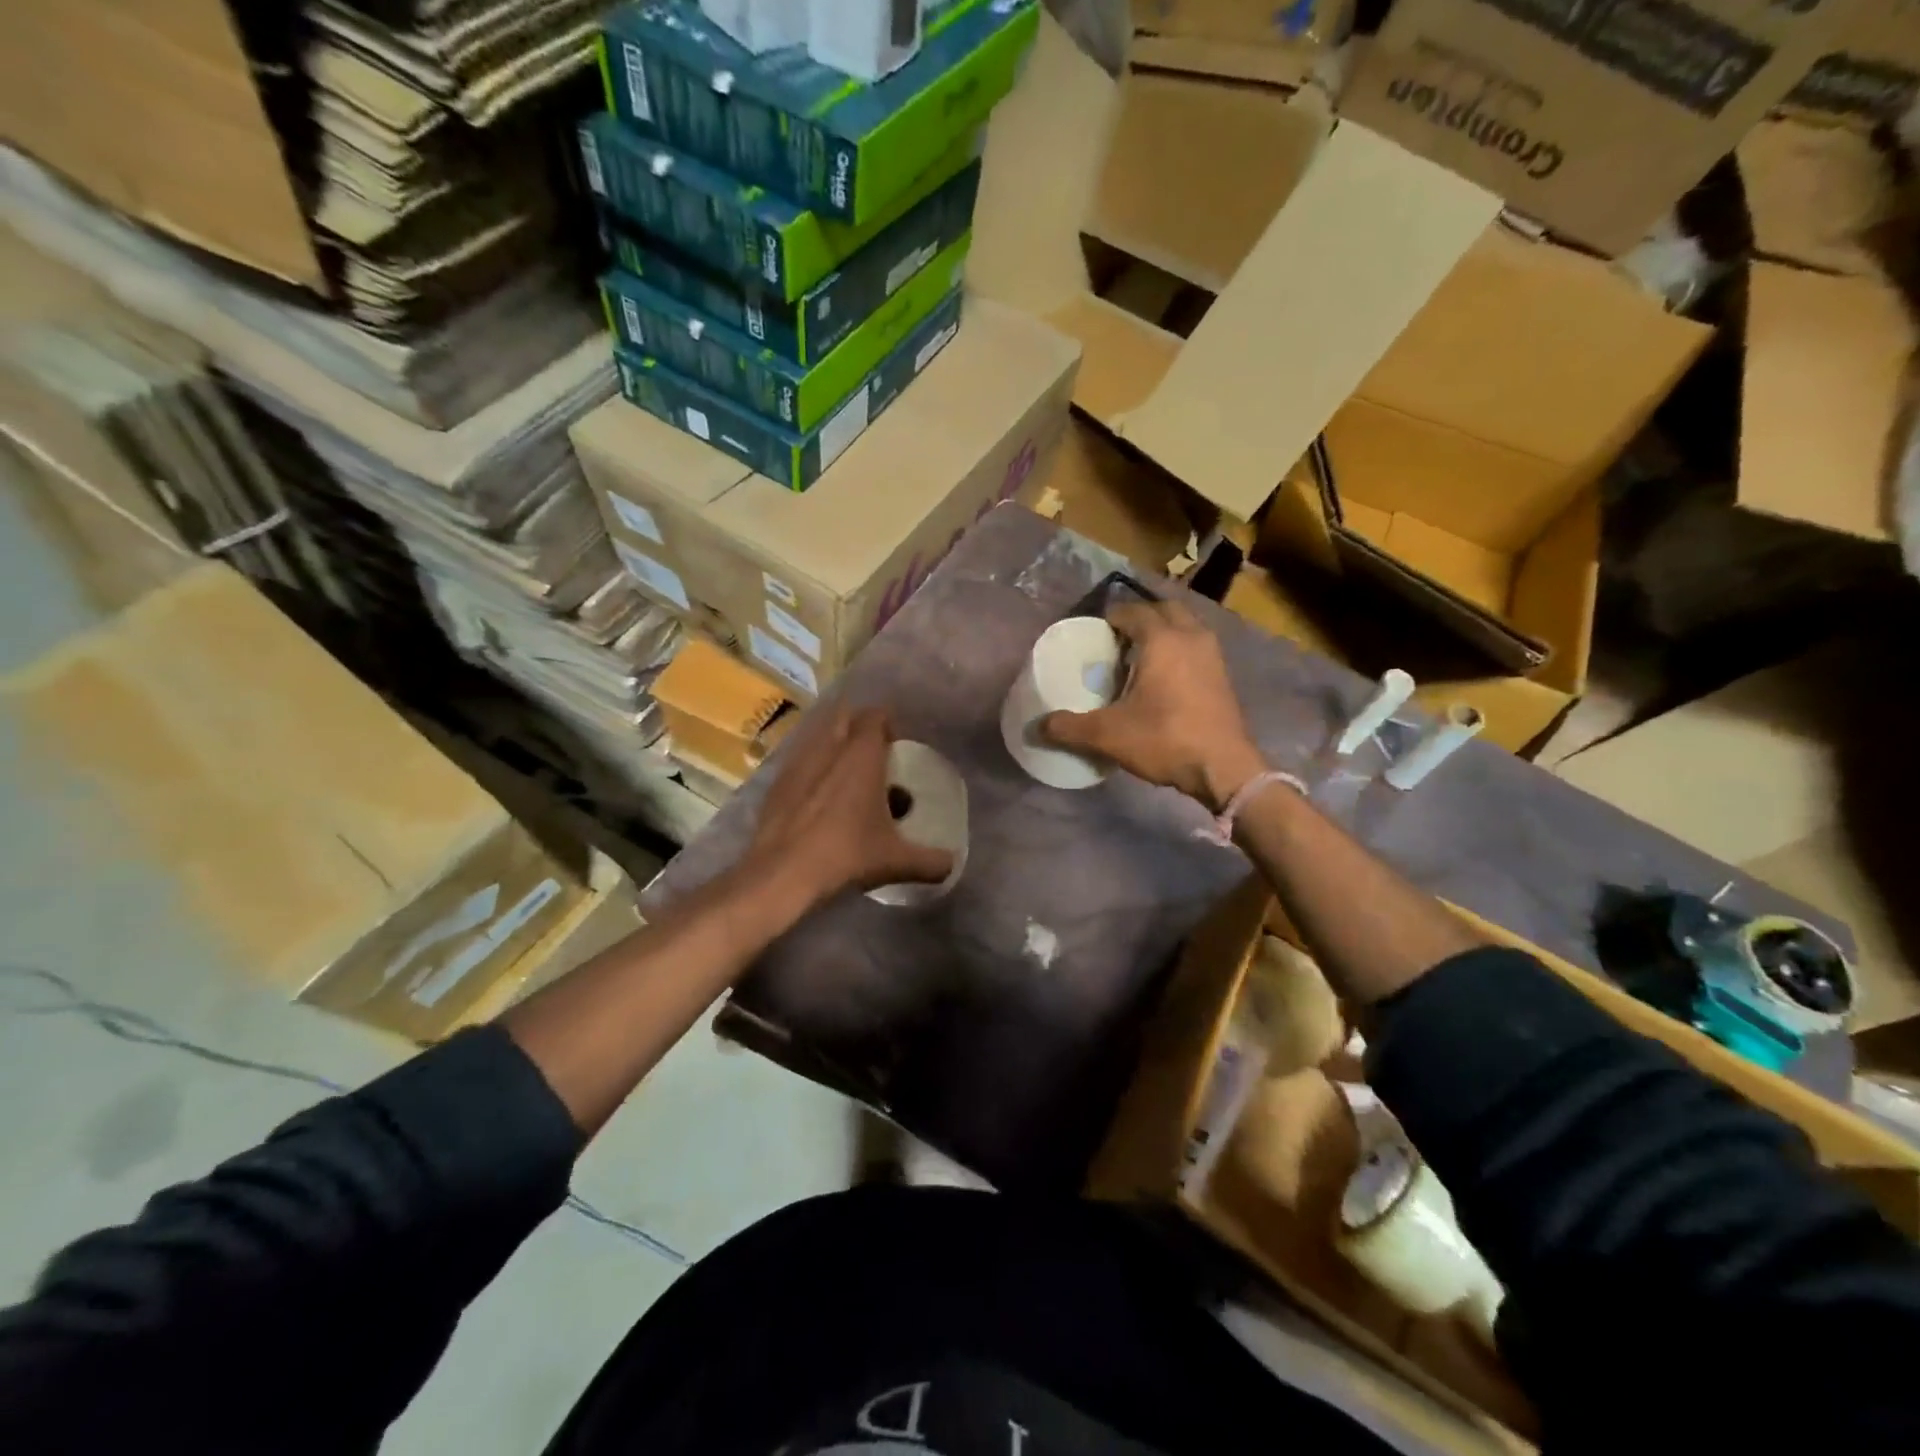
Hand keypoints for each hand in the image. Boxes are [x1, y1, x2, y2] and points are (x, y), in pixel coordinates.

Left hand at [742, 705, 954, 915]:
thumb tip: (951, 864)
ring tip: (847, 778)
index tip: (897, 748)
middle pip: (844, 717)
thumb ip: (930, 861)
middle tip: (874, 757)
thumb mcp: (896, 861)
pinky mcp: (776, 783)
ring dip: (834, 747)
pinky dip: (813, 770)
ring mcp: (797, 763)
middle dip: (859, 729)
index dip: (888, 725)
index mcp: (861, 755)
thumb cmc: (845, 854)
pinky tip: (819, 800)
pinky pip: (800, 762)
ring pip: (819, 737)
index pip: (876, 715)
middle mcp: (828, 748)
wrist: (780, 875)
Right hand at [1041, 599, 1265, 812]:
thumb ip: (1069, 727)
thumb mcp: (1108, 735)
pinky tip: (1165, 676)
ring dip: (1164, 631)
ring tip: (1140, 654)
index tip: (1095, 631)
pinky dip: (1180, 648)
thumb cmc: (1165, 740)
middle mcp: (1190, 636)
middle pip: (1164, 610)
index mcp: (1162, 640)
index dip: (1111, 616)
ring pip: (1185, 626)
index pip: (1133, 611)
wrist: (1224, 768)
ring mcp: (1212, 655)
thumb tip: (1037, 726)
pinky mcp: (1223, 675)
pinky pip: (1197, 646)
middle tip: (1117, 637)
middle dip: (1141, 617)